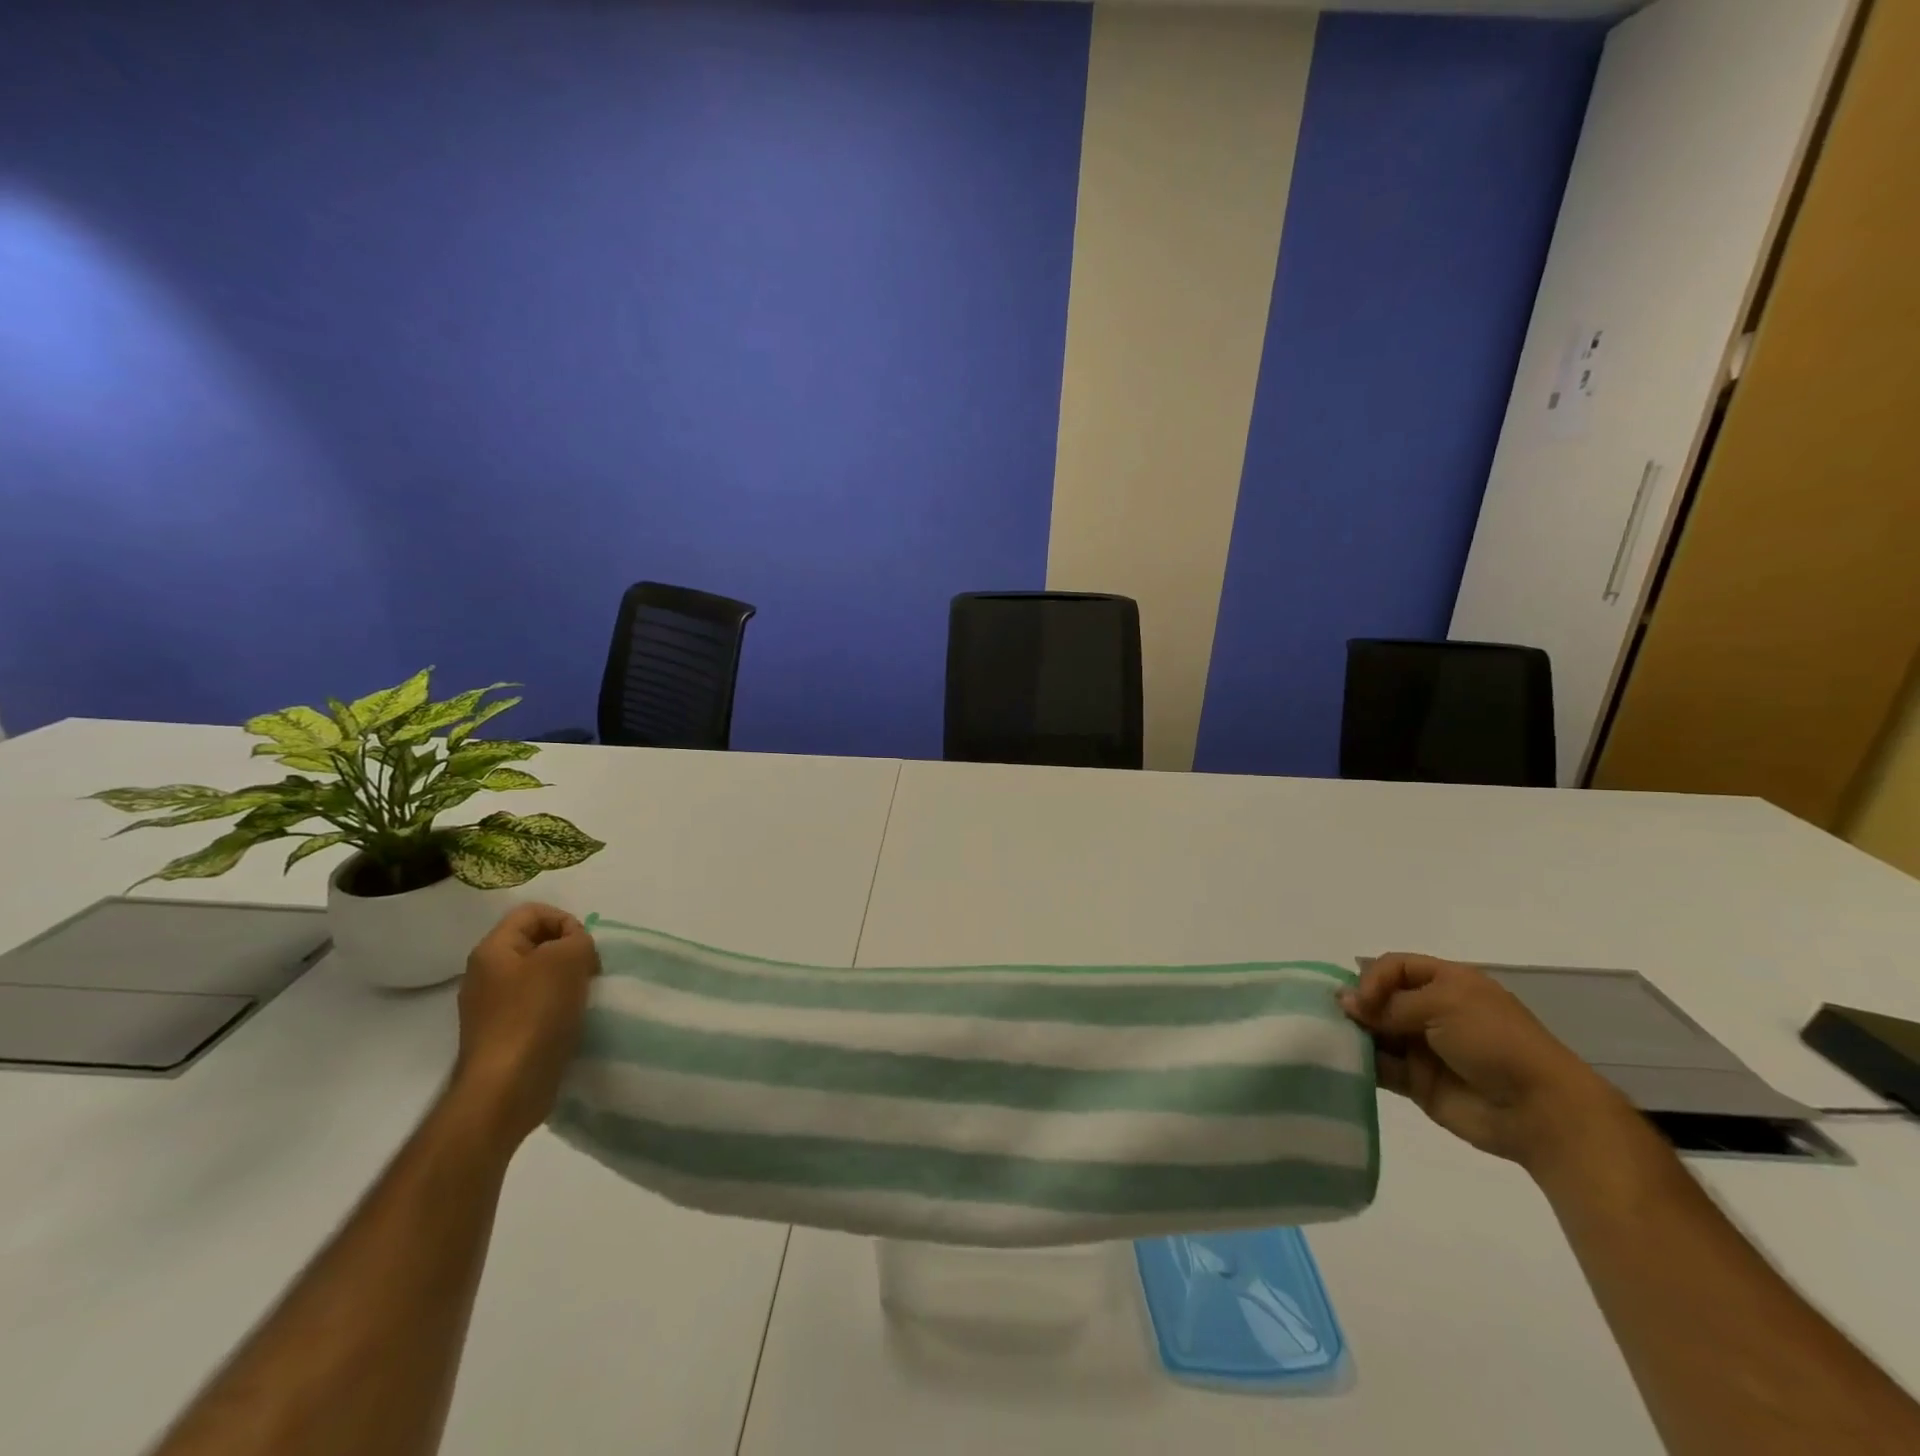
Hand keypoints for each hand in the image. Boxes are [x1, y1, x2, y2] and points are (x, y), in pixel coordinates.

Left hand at [447, 903, 600, 1153]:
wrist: (508, 1086)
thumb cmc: (536, 1013)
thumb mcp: (568, 959)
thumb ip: (577, 938)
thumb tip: (573, 946)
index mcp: (493, 949)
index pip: (532, 912)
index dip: (565, 920)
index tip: (585, 946)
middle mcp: (486, 973)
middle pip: (535, 942)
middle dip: (569, 951)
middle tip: (589, 971)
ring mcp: (491, 1006)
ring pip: (538, 975)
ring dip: (567, 980)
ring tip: (584, 996)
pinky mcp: (504, 1034)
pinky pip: (536, 1004)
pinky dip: (558, 1006)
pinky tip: (571, 1020)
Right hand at [1340, 953, 1628, 1173]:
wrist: (1540, 1112)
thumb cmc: (1496, 1042)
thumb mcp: (1444, 1005)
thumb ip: (1391, 1003)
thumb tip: (1345, 1002)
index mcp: (1447, 983)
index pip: (1394, 967)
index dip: (1372, 978)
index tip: (1362, 1001)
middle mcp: (1432, 1011)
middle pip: (1380, 998)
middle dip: (1357, 1005)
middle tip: (1333, 1017)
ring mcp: (1424, 1047)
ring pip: (1376, 1032)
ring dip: (1355, 1034)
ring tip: (1332, 1039)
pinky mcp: (1417, 1082)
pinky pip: (1381, 1068)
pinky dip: (1361, 1064)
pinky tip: (1343, 1062)